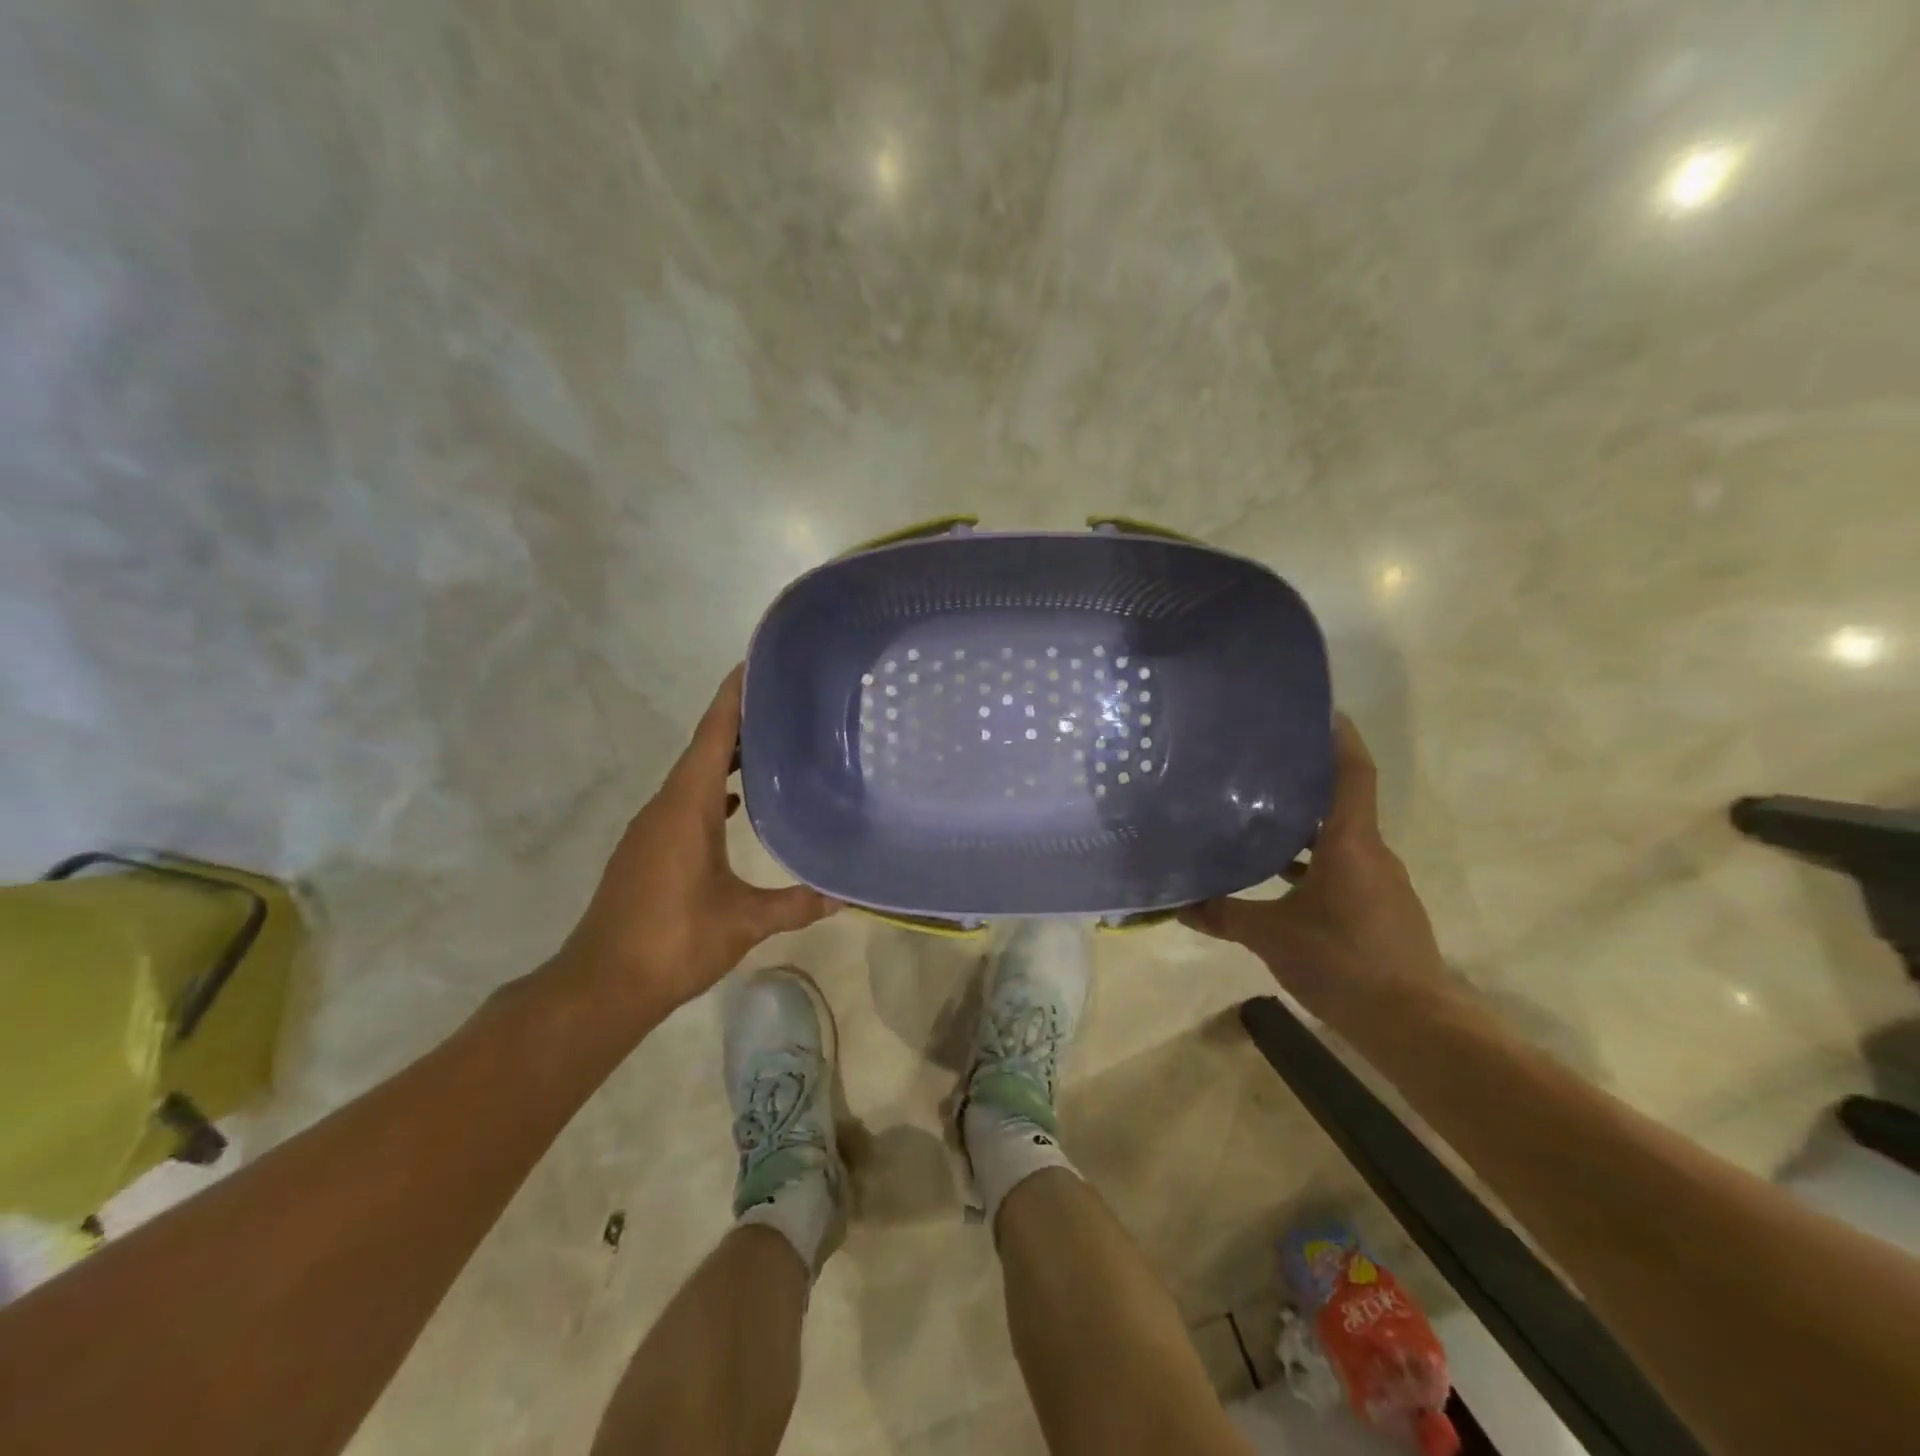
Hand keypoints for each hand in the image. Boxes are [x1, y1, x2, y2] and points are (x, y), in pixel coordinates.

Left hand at [556, 666, 837, 1023]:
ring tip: (770, 746)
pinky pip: (685, 802)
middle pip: (703, 748)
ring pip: (693, 776)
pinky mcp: (648, 850)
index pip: (712, 736)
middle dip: (738, 721)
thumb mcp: (743, 922)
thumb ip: (796, 904)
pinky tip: (737, 804)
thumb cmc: (673, 941)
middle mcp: (665, 806)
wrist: (602, 985)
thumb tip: (846, 897)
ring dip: (725, 757)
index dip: (732, 697)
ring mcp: (651, 828)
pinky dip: (713, 791)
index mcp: (686, 806)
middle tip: (784, 702)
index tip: (756, 664)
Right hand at [1180, 714, 1452, 1034]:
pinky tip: (1278, 876)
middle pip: (1340, 801)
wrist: (1414, 1024)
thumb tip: (1177, 904)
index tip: (1317, 709)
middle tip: (1258, 762)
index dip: (1338, 737)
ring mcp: (1378, 881)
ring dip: (1304, 825)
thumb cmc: (1344, 963)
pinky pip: (1342, 866)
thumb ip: (1224, 915)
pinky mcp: (1379, 907)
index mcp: (1351, 843)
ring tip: (1257, 814)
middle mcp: (1370, 852)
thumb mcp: (1272, 937)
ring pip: (1338, 837)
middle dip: (1304, 780)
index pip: (1352, 773)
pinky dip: (1312, 860)